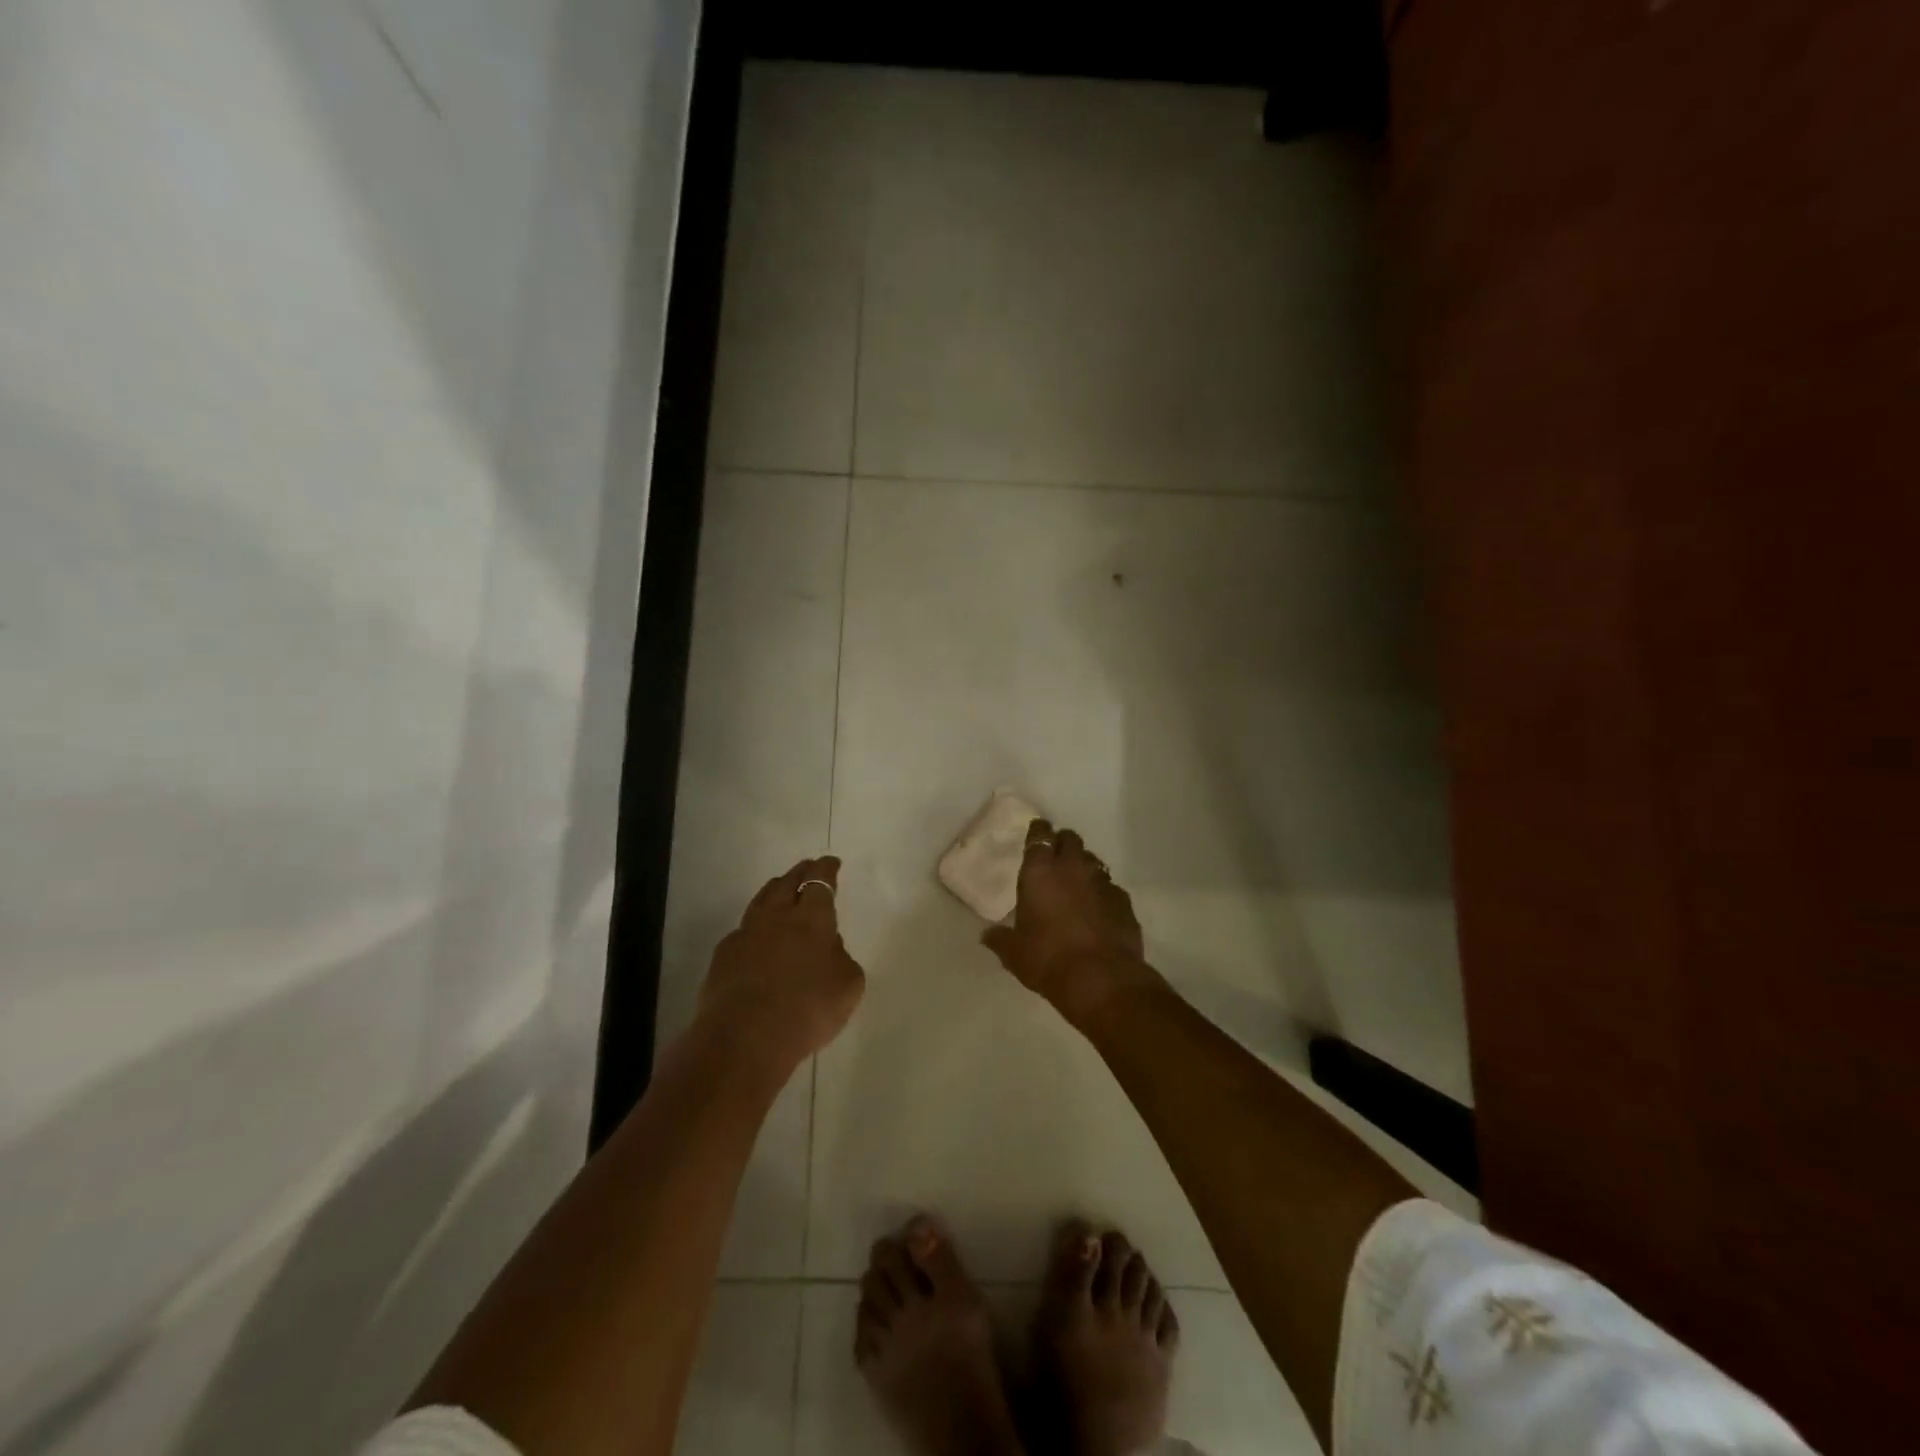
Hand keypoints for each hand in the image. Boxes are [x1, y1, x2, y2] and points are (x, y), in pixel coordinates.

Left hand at [699, 856, 865, 1069]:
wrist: (745, 1038)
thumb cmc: (807, 1009)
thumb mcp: (848, 986)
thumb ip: (842, 958)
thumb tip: (829, 947)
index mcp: (812, 919)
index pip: (820, 882)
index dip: (826, 870)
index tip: (831, 863)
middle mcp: (777, 917)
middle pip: (787, 883)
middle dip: (800, 872)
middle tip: (807, 868)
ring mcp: (746, 934)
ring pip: (761, 900)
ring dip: (774, 890)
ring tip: (781, 889)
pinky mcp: (723, 956)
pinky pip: (743, 930)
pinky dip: (755, 926)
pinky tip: (757, 937)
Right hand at [980, 820, 1157, 1022]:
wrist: (1101, 979)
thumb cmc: (1048, 959)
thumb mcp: (1014, 953)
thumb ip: (1000, 939)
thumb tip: (987, 936)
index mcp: (1040, 870)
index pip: (1039, 834)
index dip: (1038, 831)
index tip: (1036, 834)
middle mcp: (1072, 867)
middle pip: (1070, 839)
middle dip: (1063, 844)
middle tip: (1055, 859)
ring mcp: (1102, 881)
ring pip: (1093, 861)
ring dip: (1084, 868)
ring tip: (1077, 886)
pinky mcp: (1124, 901)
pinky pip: (1111, 888)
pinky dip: (1103, 894)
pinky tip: (1098, 911)